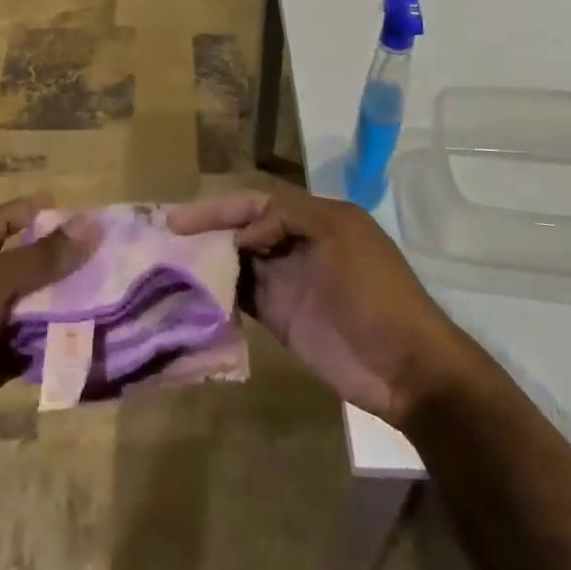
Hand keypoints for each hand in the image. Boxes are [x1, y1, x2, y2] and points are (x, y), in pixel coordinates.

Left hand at [0, 194, 93, 474]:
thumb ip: (43, 257)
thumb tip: (90, 224)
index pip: (0, 223)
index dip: (28, 211)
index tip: (65, 206)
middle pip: (24, 267)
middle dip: (59, 261)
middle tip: (104, 256)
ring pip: (32, 310)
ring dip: (63, 306)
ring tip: (109, 298)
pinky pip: (32, 350)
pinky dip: (56, 347)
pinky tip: (89, 343)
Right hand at [168, 185, 465, 427]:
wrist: (406, 367)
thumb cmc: (374, 292)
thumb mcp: (339, 235)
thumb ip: (287, 218)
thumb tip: (240, 237)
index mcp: (314, 218)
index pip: (256, 202)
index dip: (218, 208)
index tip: (180, 221)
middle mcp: (296, 244)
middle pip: (242, 229)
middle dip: (206, 231)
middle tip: (164, 240)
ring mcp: (287, 282)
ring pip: (237, 262)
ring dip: (207, 261)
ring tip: (167, 265)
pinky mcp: (280, 317)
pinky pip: (242, 297)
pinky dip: (218, 293)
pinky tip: (192, 294)